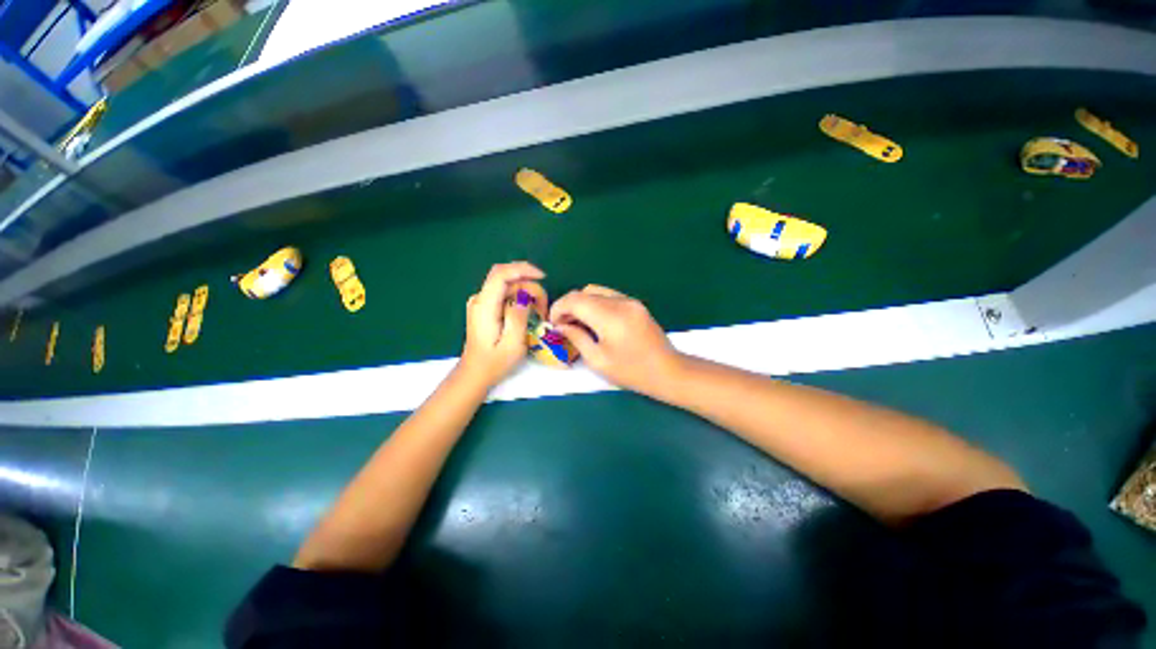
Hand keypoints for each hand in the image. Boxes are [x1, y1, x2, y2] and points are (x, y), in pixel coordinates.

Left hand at [460, 262, 546, 388]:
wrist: (475, 373)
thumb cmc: (494, 362)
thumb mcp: (512, 344)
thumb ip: (518, 317)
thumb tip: (525, 296)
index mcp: (484, 306)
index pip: (500, 274)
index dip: (522, 269)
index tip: (542, 277)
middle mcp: (479, 299)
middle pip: (504, 276)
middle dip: (528, 282)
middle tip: (543, 304)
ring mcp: (480, 302)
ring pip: (506, 284)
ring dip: (525, 291)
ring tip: (539, 311)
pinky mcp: (484, 307)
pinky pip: (504, 293)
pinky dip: (519, 296)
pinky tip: (529, 310)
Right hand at [549, 285, 680, 395]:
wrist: (668, 371)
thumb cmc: (631, 371)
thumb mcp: (598, 360)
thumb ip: (577, 338)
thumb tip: (560, 326)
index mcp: (610, 317)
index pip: (575, 300)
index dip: (558, 308)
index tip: (553, 324)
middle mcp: (620, 302)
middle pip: (584, 293)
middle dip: (568, 306)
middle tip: (563, 326)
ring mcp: (630, 300)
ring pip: (596, 291)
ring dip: (582, 303)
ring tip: (578, 323)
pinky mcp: (635, 304)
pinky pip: (608, 296)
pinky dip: (595, 304)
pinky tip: (595, 321)